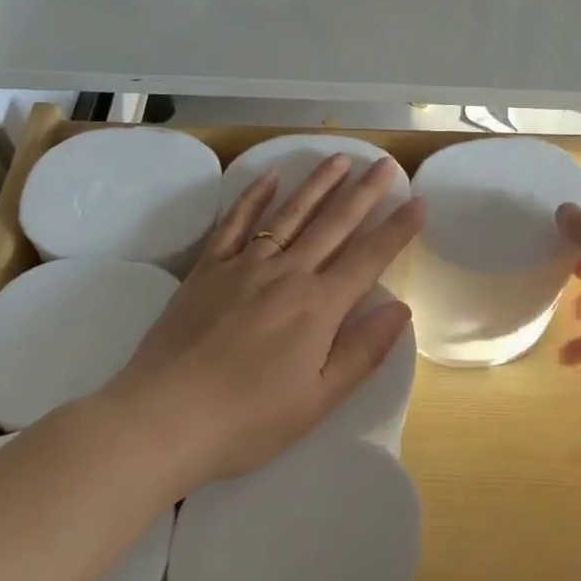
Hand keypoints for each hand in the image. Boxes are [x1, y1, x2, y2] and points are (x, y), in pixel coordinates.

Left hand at [107, 154, 423, 488]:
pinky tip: (269, 177)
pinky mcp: (208, 269)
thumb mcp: (316, 401)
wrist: (162, 419)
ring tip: (340, 159)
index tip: (418, 201)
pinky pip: (236, 223)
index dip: (397, 229)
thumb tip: (400, 309)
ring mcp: (244, 265)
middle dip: (365, 192)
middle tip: (385, 164)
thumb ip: (361, 352)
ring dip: (318, 184)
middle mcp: (287, 273)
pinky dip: (254, 197)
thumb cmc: (247, 421)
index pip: (369, 257)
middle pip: (335, 224)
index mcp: (318, 307)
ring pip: (290, 214)